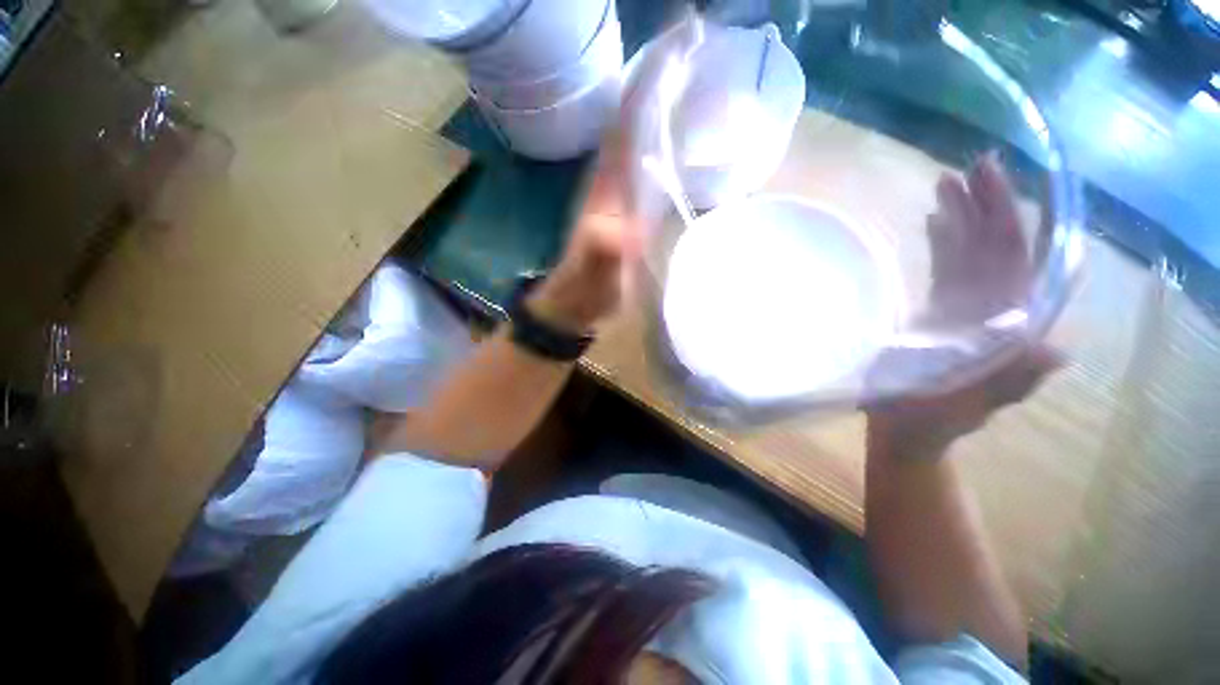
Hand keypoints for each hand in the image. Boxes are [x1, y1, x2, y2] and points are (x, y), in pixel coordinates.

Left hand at [528, 15, 701, 333]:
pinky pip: (655, 160)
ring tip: (705, 72)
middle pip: (638, 112)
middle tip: (704, 43)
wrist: (577, 301)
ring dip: (670, 100)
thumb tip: (627, 228)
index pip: (629, 115)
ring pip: (646, 132)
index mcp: (608, 182)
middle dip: (666, 74)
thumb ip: (603, 249)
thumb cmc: (585, 287)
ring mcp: (625, 189)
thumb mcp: (593, 272)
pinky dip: (673, 138)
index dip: (653, 74)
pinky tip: (694, 133)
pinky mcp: (635, 205)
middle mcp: (615, 175)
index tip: (684, 36)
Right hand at [868, 153, 1057, 457]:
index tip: (1024, 181)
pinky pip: (948, 266)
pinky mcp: (940, 309)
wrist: (905, 428)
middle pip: (1002, 247)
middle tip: (977, 164)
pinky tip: (936, 218)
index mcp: (1011, 327)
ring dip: (966, 215)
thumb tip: (1056, 350)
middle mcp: (997, 308)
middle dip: (994, 204)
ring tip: (950, 179)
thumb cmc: (931, 421)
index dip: (1032, 222)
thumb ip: (1009, 382)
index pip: (1030, 265)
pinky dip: (945, 240)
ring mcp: (968, 307)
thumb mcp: (966, 406)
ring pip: (974, 251)